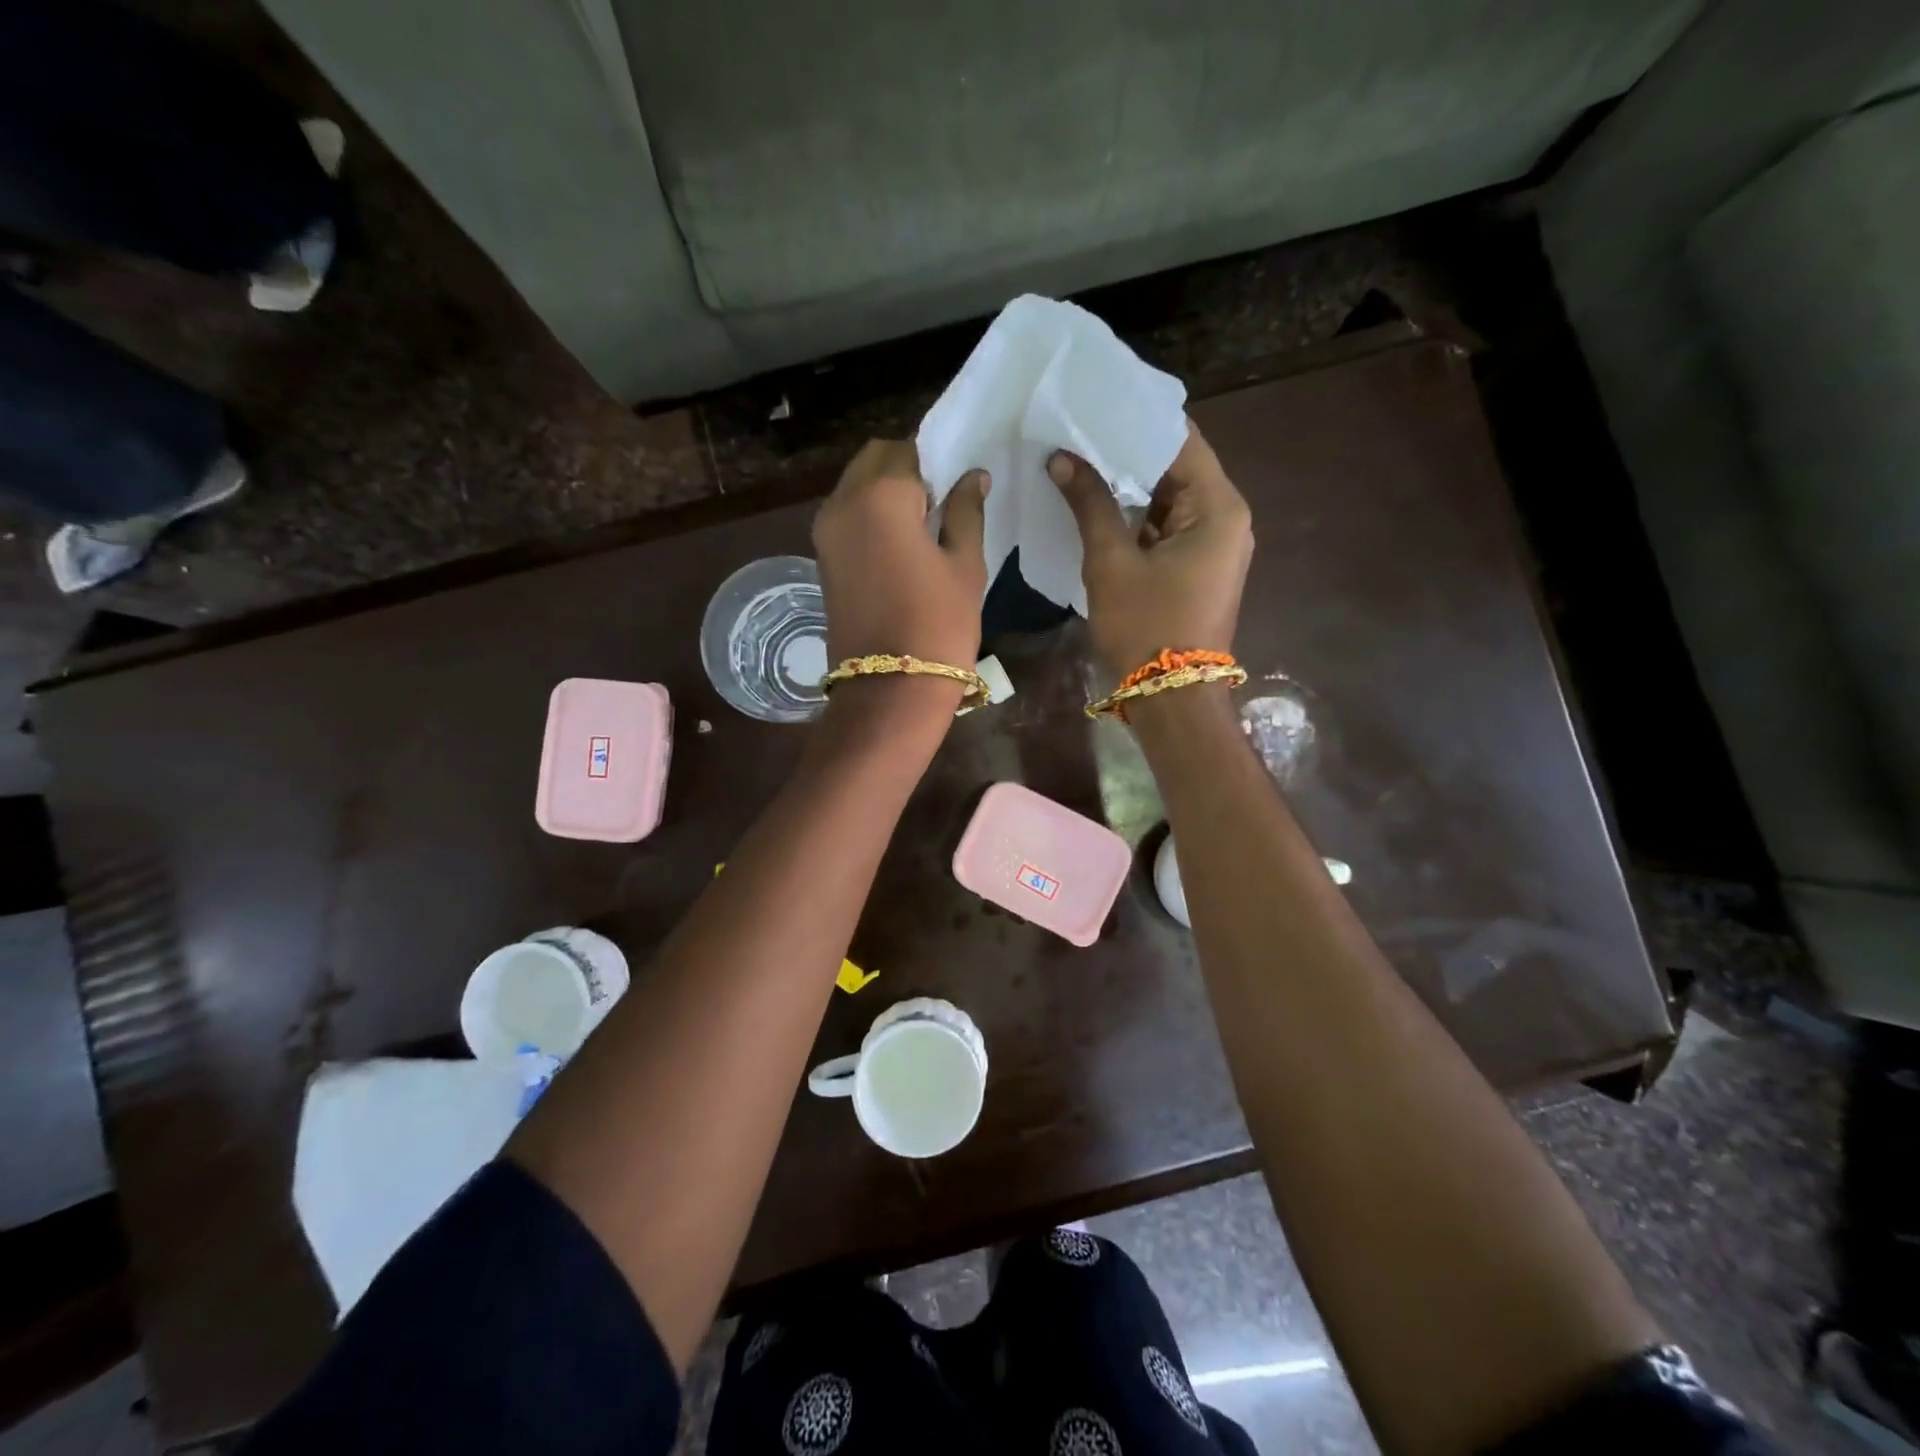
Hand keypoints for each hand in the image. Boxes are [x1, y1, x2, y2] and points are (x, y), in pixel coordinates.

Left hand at [812, 440, 988, 669]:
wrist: (890, 690)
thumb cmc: (938, 625)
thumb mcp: (965, 565)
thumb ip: (966, 512)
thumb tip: (970, 477)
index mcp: (881, 495)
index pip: (909, 449)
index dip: (937, 460)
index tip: (958, 483)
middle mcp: (842, 502)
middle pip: (875, 459)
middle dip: (907, 468)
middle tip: (941, 501)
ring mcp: (825, 531)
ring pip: (856, 485)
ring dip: (885, 490)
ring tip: (922, 525)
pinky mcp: (822, 558)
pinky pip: (847, 514)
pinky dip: (870, 513)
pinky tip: (900, 543)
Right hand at [1048, 421, 1252, 677]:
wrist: (1171, 699)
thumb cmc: (1145, 627)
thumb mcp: (1112, 562)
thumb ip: (1090, 504)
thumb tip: (1062, 458)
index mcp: (1218, 508)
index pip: (1180, 441)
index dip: (1137, 421)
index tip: (1097, 403)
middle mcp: (1226, 519)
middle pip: (1177, 468)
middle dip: (1127, 453)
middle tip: (1079, 431)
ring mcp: (1215, 546)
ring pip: (1169, 500)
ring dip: (1129, 486)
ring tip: (1081, 461)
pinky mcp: (1199, 568)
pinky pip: (1167, 528)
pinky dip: (1137, 518)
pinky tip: (1098, 504)